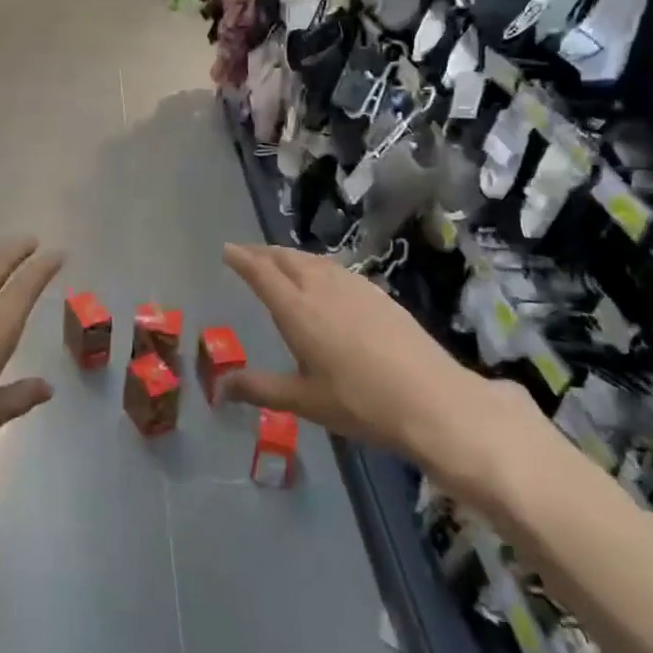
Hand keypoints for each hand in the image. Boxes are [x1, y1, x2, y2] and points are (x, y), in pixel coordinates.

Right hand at [218, 243, 540, 508]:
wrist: (432, 400)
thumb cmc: (359, 403)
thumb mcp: (303, 401)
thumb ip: (259, 389)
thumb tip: (220, 388)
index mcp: (297, 310)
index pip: (261, 273)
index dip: (242, 259)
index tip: (227, 250)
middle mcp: (322, 288)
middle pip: (287, 259)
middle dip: (264, 253)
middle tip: (248, 254)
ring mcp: (354, 287)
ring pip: (314, 260)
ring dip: (291, 256)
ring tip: (280, 262)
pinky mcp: (379, 294)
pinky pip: (336, 268)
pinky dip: (317, 265)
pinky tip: (324, 279)